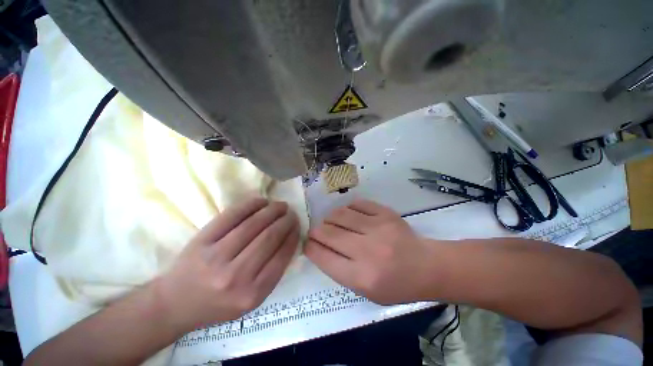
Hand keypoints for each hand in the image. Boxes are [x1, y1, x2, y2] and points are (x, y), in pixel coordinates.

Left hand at [156, 197, 299, 331]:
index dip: (291, 240)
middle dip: (284, 223)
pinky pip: (229, 218)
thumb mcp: (246, 305)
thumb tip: (283, 248)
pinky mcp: (202, 240)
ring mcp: (217, 256)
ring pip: (251, 226)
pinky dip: (247, 207)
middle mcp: (237, 275)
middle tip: (292, 214)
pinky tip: (259, 202)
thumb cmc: (214, 307)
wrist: (178, 301)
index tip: (297, 228)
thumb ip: (266, 281)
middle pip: (267, 240)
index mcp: (251, 295)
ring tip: (280, 206)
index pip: (279, 260)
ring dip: (269, 212)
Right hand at [305, 199, 434, 304]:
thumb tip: (321, 250)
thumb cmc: (397, 287)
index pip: (322, 257)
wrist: (428, 268)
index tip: (309, 245)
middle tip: (317, 234)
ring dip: (329, 219)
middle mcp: (367, 251)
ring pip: (339, 215)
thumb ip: (341, 274)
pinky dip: (348, 209)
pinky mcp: (388, 215)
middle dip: (315, 232)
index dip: (310, 248)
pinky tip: (349, 216)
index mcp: (360, 277)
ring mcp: (379, 230)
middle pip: (327, 234)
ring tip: (331, 224)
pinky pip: (358, 204)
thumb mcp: (366, 293)